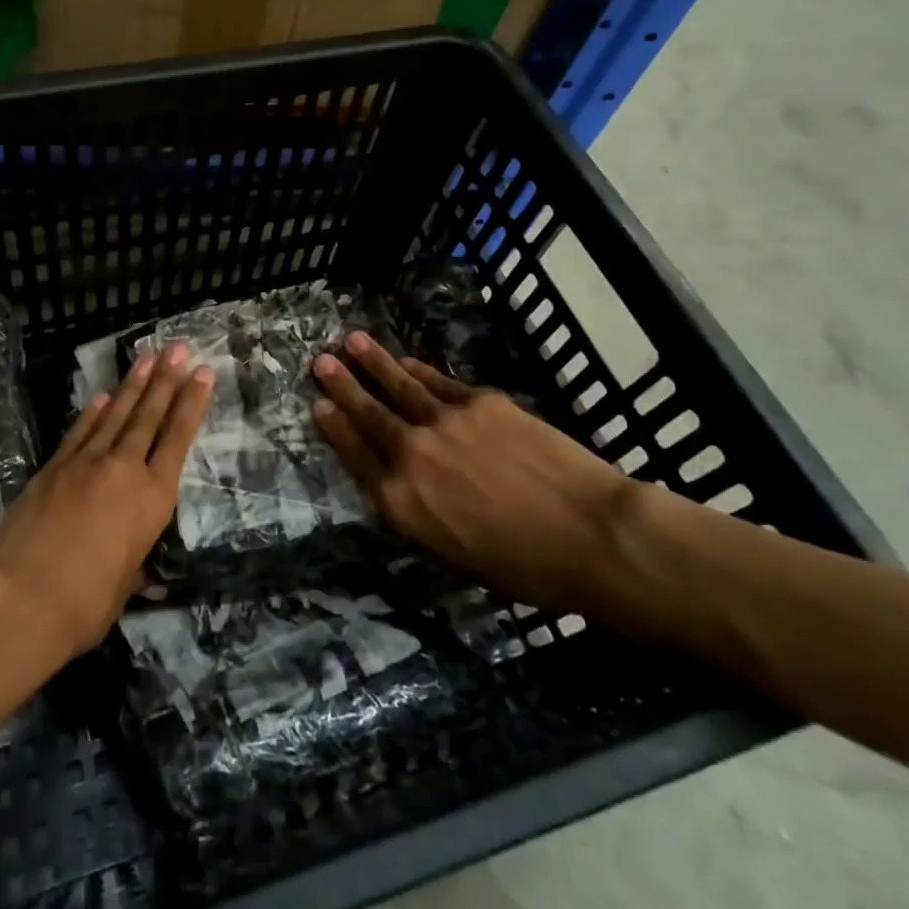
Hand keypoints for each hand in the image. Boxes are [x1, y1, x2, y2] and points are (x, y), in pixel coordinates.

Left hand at [0, 345, 213, 661]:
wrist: (21, 599)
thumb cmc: (85, 604)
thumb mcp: (124, 588)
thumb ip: (133, 567)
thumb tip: (142, 573)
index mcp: (152, 499)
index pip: (177, 439)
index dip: (192, 404)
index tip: (203, 373)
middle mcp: (123, 470)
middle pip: (149, 416)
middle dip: (166, 379)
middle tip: (178, 348)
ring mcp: (84, 464)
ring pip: (116, 415)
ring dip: (133, 385)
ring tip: (147, 357)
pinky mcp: (52, 468)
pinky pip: (80, 432)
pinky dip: (93, 412)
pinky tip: (103, 396)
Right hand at [311, 332, 631, 608]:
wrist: (590, 533)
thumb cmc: (527, 567)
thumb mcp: (456, 557)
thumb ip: (421, 515)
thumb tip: (405, 488)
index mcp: (402, 503)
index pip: (356, 457)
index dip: (335, 429)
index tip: (318, 405)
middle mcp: (412, 456)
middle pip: (370, 415)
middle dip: (343, 387)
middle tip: (320, 361)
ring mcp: (445, 422)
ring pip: (399, 386)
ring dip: (374, 363)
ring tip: (353, 341)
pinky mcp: (481, 402)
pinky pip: (439, 382)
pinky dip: (419, 369)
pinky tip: (407, 359)